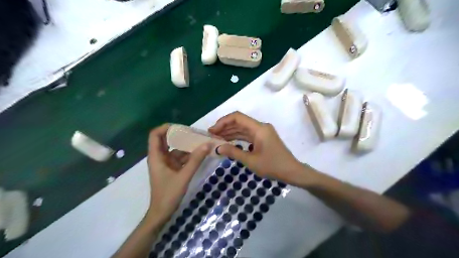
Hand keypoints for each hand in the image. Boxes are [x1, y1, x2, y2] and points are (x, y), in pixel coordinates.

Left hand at [147, 124, 209, 221]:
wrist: (162, 213)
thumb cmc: (168, 194)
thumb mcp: (184, 176)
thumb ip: (195, 160)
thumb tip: (207, 144)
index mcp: (156, 157)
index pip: (155, 135)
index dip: (165, 128)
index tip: (181, 127)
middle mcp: (159, 157)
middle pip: (166, 140)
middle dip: (179, 135)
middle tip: (194, 133)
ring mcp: (165, 163)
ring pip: (175, 149)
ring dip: (186, 146)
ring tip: (200, 142)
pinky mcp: (171, 169)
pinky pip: (179, 158)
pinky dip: (188, 155)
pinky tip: (199, 154)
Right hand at [209, 112, 303, 184]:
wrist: (292, 171)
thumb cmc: (272, 166)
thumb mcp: (251, 161)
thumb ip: (234, 152)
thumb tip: (218, 148)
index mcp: (259, 128)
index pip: (238, 117)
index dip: (223, 121)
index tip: (213, 130)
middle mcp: (260, 127)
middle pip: (239, 122)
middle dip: (225, 127)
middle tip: (211, 136)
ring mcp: (262, 132)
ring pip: (242, 128)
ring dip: (230, 132)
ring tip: (217, 139)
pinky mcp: (263, 138)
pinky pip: (247, 134)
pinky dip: (237, 137)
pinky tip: (228, 141)